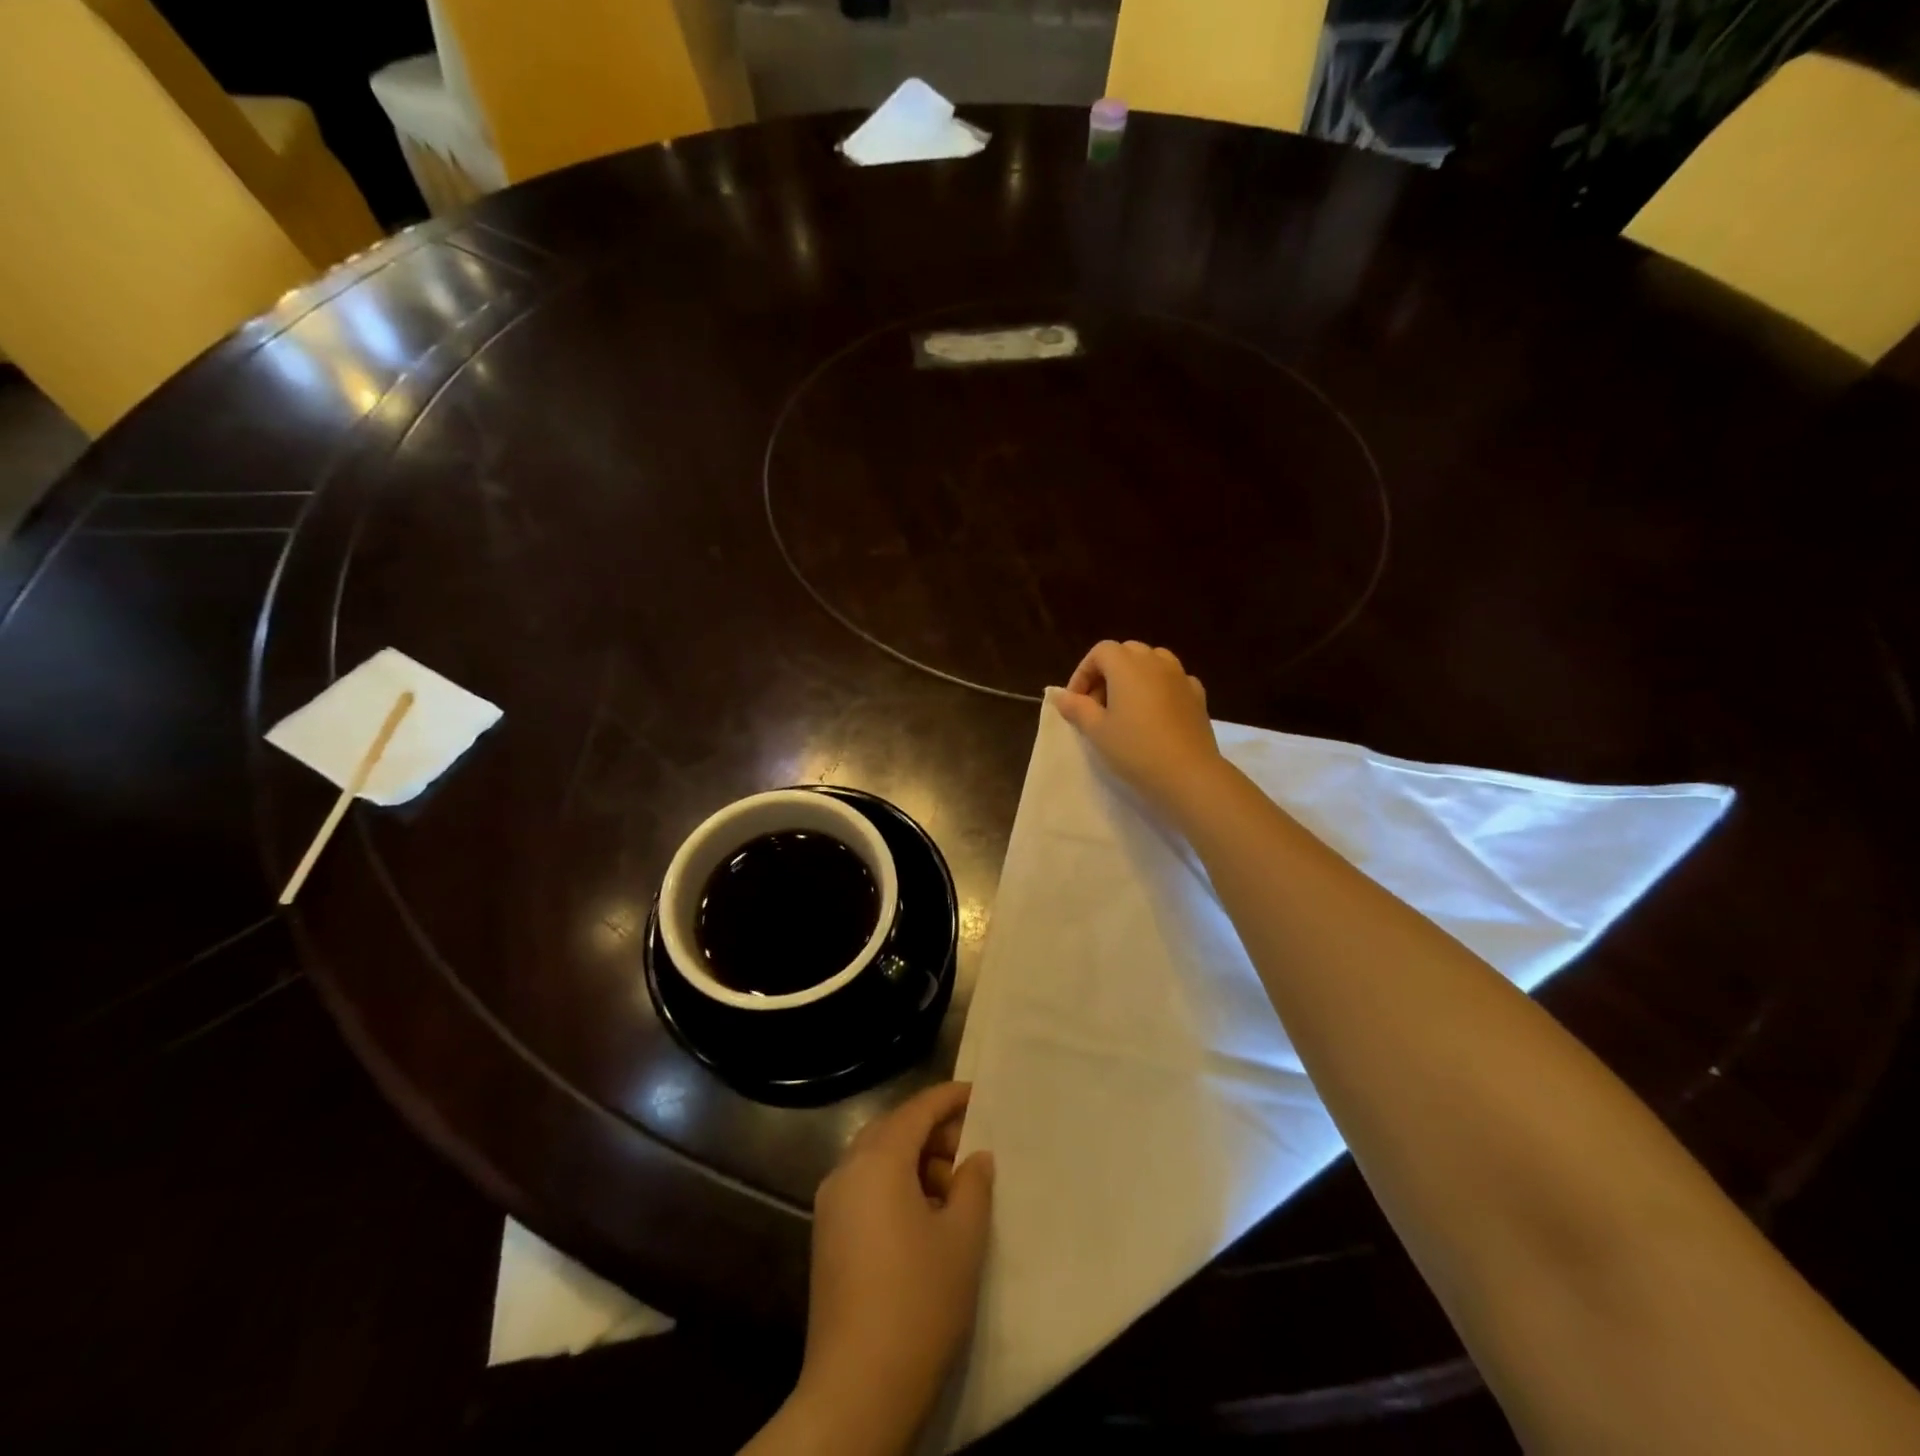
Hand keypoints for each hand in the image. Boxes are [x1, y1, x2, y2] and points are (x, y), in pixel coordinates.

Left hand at [780, 1082, 993, 1455]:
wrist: (857, 1389)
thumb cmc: (919, 1302)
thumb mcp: (963, 1239)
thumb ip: (974, 1185)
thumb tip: (975, 1158)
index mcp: (877, 1161)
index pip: (916, 1110)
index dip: (949, 1098)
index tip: (978, 1093)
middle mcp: (846, 1171)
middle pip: (892, 1129)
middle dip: (932, 1130)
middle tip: (971, 1146)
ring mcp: (831, 1205)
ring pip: (876, 1158)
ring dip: (914, 1159)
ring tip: (954, 1186)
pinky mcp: (827, 1236)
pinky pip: (864, 1186)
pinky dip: (895, 1183)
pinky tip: (924, 1215)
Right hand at [1055, 640, 1225, 822]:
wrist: (1188, 774)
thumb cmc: (1135, 749)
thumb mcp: (1096, 731)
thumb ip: (1077, 708)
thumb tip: (1062, 696)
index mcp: (1127, 665)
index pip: (1100, 652)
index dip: (1083, 673)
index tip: (1076, 701)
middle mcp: (1155, 662)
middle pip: (1127, 652)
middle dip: (1108, 672)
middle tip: (1098, 704)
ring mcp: (1181, 676)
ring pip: (1153, 661)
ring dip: (1135, 676)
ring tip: (1127, 706)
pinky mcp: (1198, 695)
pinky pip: (1173, 680)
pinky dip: (1159, 688)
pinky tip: (1155, 713)